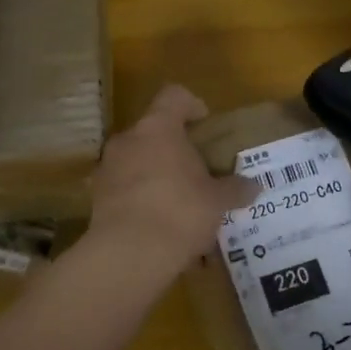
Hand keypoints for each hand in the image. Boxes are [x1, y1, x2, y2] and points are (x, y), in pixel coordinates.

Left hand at [88, 85, 255, 277]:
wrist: (129, 253)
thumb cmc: (180, 212)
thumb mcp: (216, 202)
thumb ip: (234, 189)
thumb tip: (254, 186)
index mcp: (158, 128)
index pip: (174, 96)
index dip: (191, 105)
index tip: (204, 122)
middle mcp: (128, 139)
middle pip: (153, 131)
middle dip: (173, 148)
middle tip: (194, 170)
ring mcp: (107, 167)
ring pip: (136, 159)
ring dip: (154, 173)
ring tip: (177, 202)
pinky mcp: (96, 197)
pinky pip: (123, 188)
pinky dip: (139, 198)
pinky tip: (157, 224)